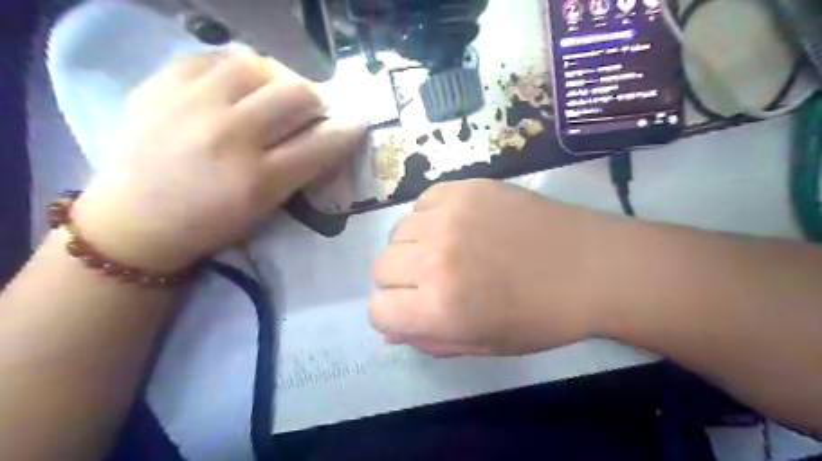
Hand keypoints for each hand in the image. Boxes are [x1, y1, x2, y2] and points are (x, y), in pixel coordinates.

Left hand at [71, 50, 365, 271]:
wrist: (135, 220)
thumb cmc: (210, 225)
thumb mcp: (266, 209)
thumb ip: (299, 172)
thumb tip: (326, 136)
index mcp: (258, 179)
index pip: (321, 142)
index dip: (348, 129)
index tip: (358, 121)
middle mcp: (230, 136)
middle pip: (297, 94)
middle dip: (317, 100)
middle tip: (313, 110)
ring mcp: (193, 104)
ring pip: (260, 65)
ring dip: (280, 78)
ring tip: (275, 92)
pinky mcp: (162, 85)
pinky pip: (215, 56)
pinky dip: (238, 69)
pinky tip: (239, 83)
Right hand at [371, 178, 622, 355]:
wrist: (591, 265)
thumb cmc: (540, 317)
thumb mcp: (483, 344)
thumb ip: (429, 339)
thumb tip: (389, 328)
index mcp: (440, 307)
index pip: (378, 310)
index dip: (393, 314)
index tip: (413, 310)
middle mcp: (434, 259)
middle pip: (381, 268)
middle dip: (400, 281)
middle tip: (432, 280)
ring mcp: (449, 217)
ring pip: (397, 232)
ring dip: (414, 247)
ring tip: (448, 250)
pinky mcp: (465, 188)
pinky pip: (422, 202)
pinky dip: (431, 217)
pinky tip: (458, 225)